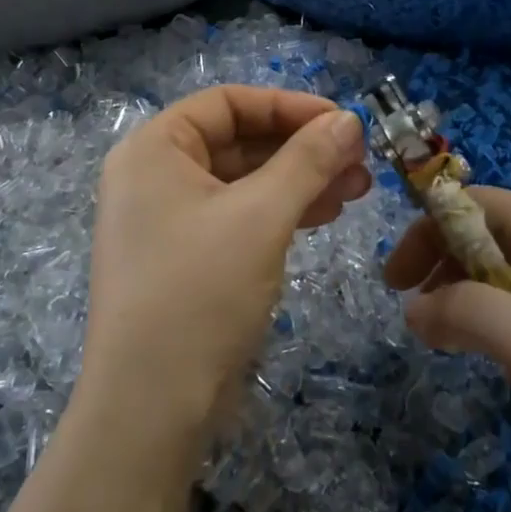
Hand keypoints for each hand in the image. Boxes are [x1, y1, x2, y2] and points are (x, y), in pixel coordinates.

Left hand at [84, 86, 370, 435]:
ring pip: (244, 180)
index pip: (227, 102)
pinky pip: (239, 215)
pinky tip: (325, 214)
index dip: (288, 106)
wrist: (151, 408)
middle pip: (238, 140)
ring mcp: (168, 220)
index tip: (341, 122)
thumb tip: (348, 120)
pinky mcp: (186, 258)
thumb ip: (307, 160)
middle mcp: (154, 177)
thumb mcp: (261, 217)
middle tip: (359, 160)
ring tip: (356, 188)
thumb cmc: (200, 293)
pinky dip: (281, 210)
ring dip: (300, 179)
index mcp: (154, 150)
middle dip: (301, 147)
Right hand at [384, 187, 510, 511]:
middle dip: (442, 267)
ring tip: (446, 341)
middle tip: (411, 311)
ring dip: (467, 300)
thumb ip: (464, 311)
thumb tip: (412, 308)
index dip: (427, 229)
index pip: (474, 203)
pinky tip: (499, 367)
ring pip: (506, 278)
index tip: (394, 278)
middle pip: (487, 238)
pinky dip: (499, 328)